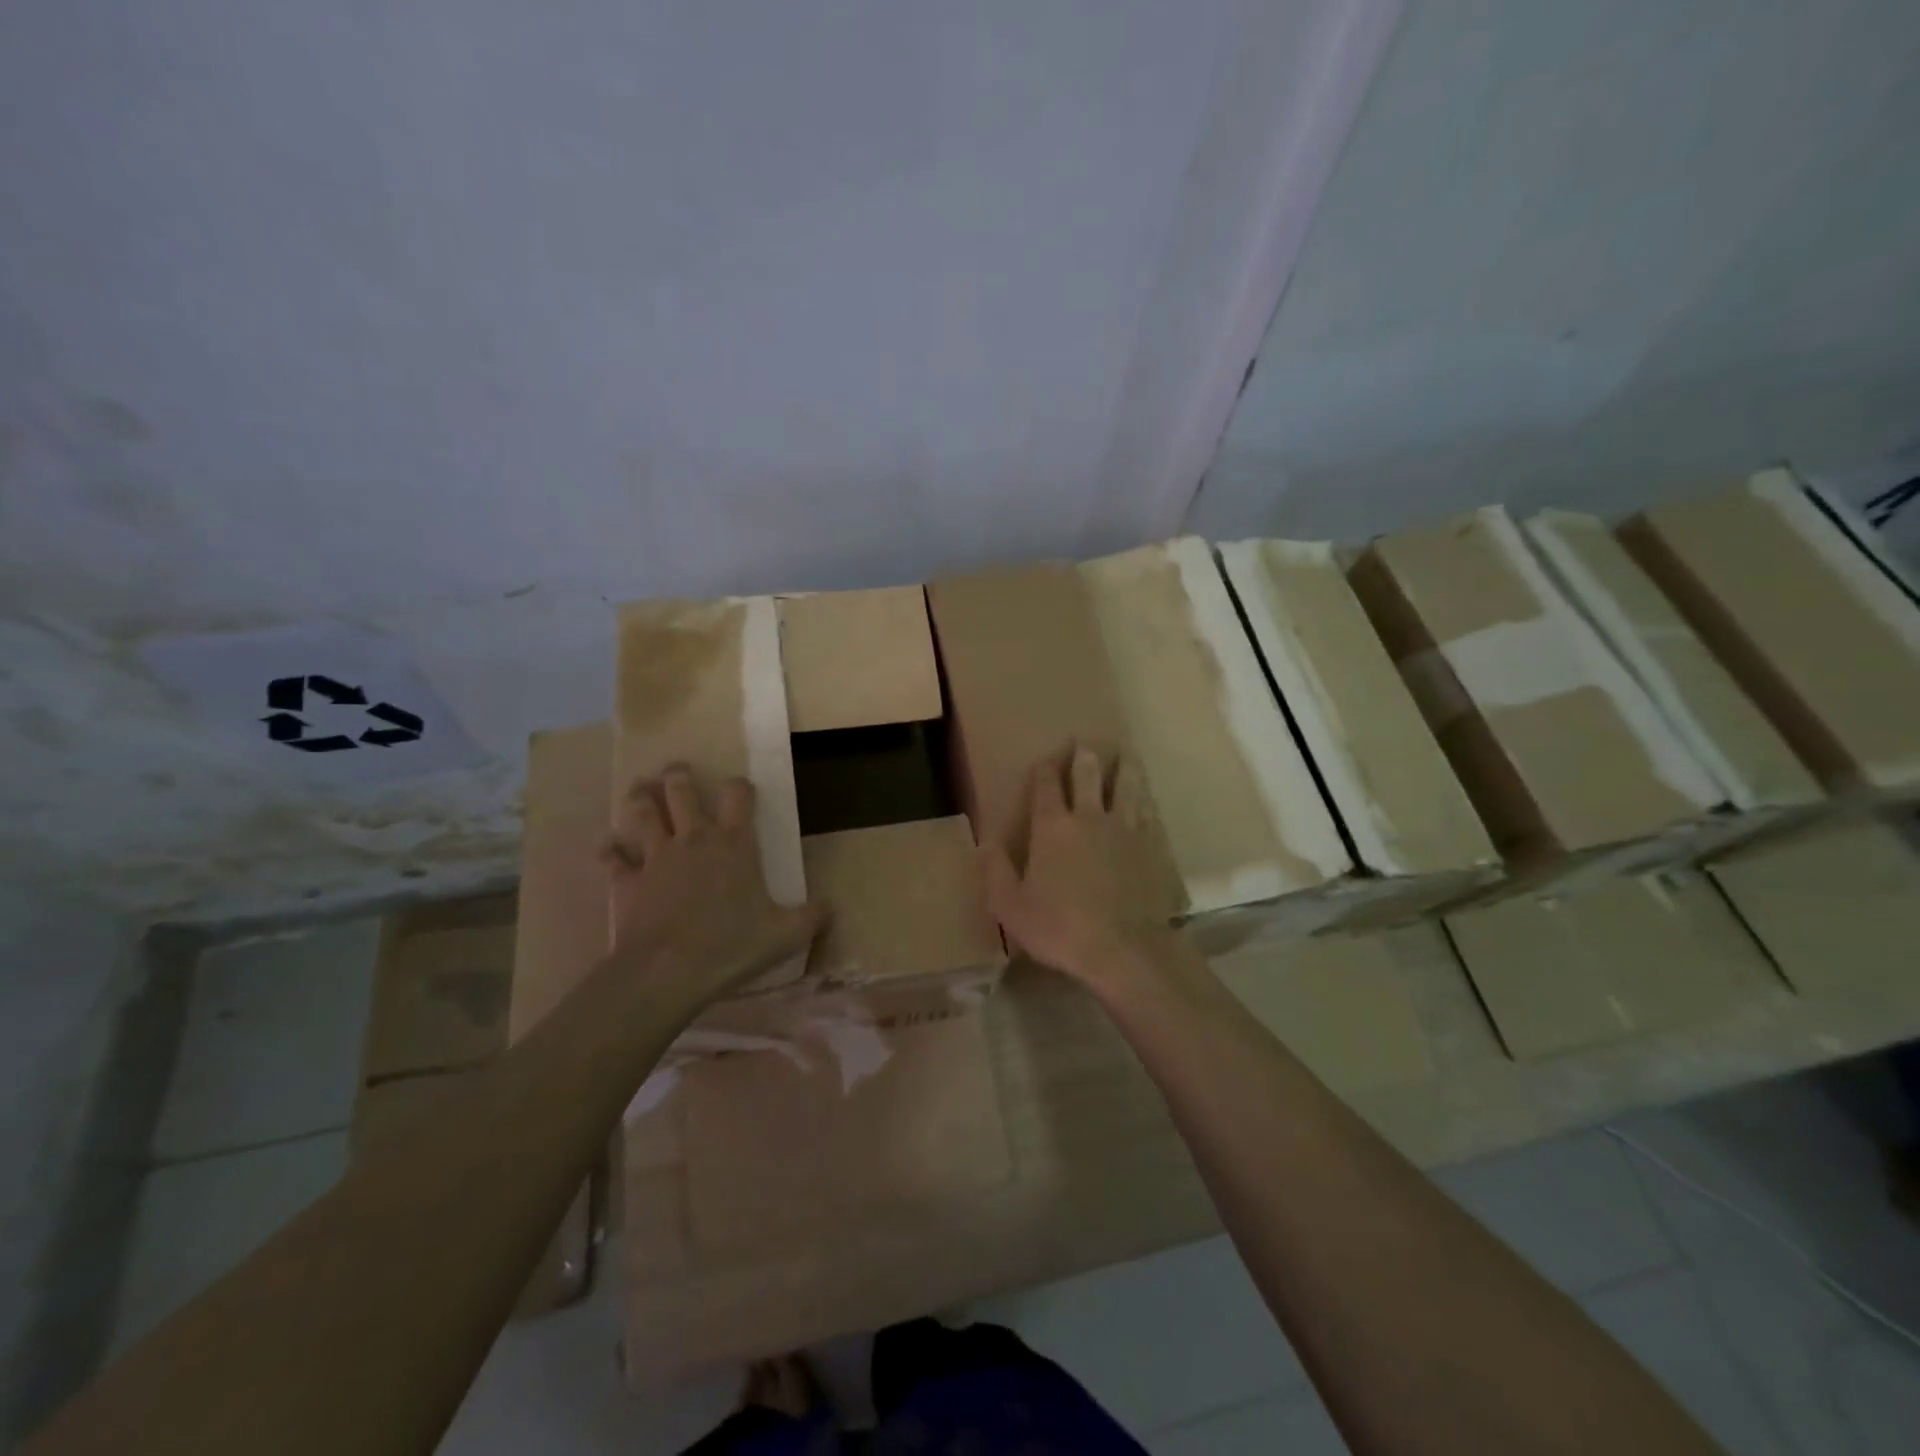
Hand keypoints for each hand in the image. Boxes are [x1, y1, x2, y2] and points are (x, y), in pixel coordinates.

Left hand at [601, 766, 823, 1007]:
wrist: (667, 971)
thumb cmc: (731, 945)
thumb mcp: (785, 935)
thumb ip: (811, 917)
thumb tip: (831, 907)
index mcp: (734, 844)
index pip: (738, 796)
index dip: (740, 786)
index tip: (741, 787)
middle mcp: (694, 839)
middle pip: (681, 793)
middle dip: (678, 777)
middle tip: (675, 770)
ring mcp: (656, 857)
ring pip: (643, 814)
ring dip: (640, 799)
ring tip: (638, 789)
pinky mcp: (627, 881)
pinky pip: (614, 858)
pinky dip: (610, 850)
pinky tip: (607, 845)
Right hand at [983, 745, 1180, 990]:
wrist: (1123, 947)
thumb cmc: (1059, 927)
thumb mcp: (1011, 906)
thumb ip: (996, 871)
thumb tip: (985, 842)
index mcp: (1052, 827)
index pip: (1045, 786)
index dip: (1044, 769)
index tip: (1045, 760)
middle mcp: (1089, 817)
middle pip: (1088, 775)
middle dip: (1084, 756)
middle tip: (1085, 742)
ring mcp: (1124, 829)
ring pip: (1126, 786)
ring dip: (1123, 767)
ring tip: (1125, 755)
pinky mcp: (1150, 846)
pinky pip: (1148, 812)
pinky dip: (1145, 799)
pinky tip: (1147, 798)